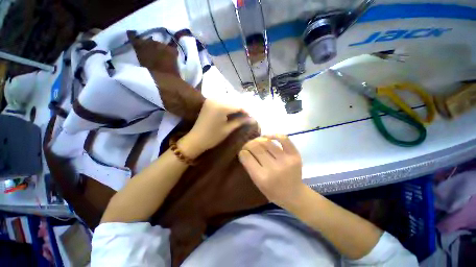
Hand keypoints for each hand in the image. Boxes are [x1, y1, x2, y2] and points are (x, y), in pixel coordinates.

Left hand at [179, 99, 252, 157]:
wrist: (195, 139)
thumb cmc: (212, 137)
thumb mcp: (228, 129)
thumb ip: (241, 121)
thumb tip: (253, 119)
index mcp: (221, 106)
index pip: (239, 105)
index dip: (247, 111)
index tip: (253, 117)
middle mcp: (216, 99)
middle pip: (234, 101)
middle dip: (242, 108)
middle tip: (249, 116)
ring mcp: (211, 99)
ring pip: (229, 100)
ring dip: (236, 106)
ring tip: (242, 114)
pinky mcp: (209, 101)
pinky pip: (223, 100)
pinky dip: (229, 105)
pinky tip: (233, 111)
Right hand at [238, 135, 304, 208]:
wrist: (294, 195)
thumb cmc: (273, 191)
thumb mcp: (257, 184)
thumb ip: (250, 167)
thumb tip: (245, 151)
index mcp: (262, 178)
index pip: (247, 157)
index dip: (242, 152)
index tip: (242, 151)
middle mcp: (274, 168)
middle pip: (256, 147)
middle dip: (248, 144)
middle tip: (247, 145)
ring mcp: (286, 160)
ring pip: (267, 142)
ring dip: (258, 140)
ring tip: (256, 141)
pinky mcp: (295, 155)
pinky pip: (284, 139)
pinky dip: (274, 135)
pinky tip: (268, 137)